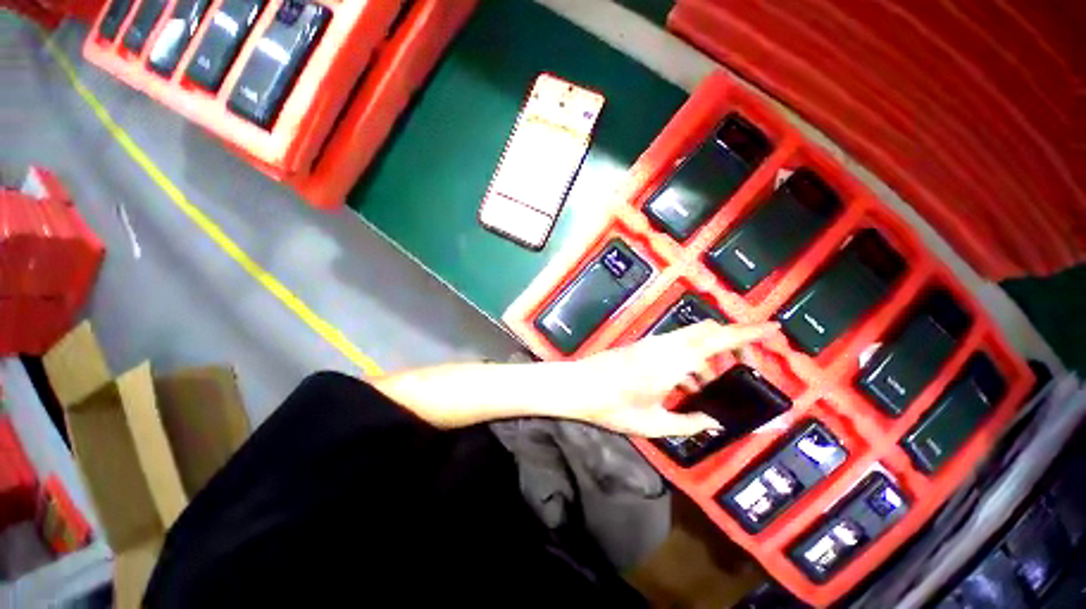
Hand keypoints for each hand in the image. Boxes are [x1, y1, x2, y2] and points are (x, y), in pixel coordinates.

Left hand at [562, 321, 779, 437]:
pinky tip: (687, 384)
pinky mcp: (643, 346)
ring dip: (709, 354)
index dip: (747, 332)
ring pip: (691, 338)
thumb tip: (715, 421)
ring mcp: (652, 343)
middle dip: (732, 343)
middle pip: (707, 331)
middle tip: (745, 367)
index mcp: (673, 361)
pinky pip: (676, 346)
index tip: (773, 328)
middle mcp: (665, 345)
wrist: (578, 386)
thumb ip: (689, 422)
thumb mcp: (653, 423)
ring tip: (715, 384)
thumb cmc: (613, 407)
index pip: (717, 339)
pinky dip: (690, 358)